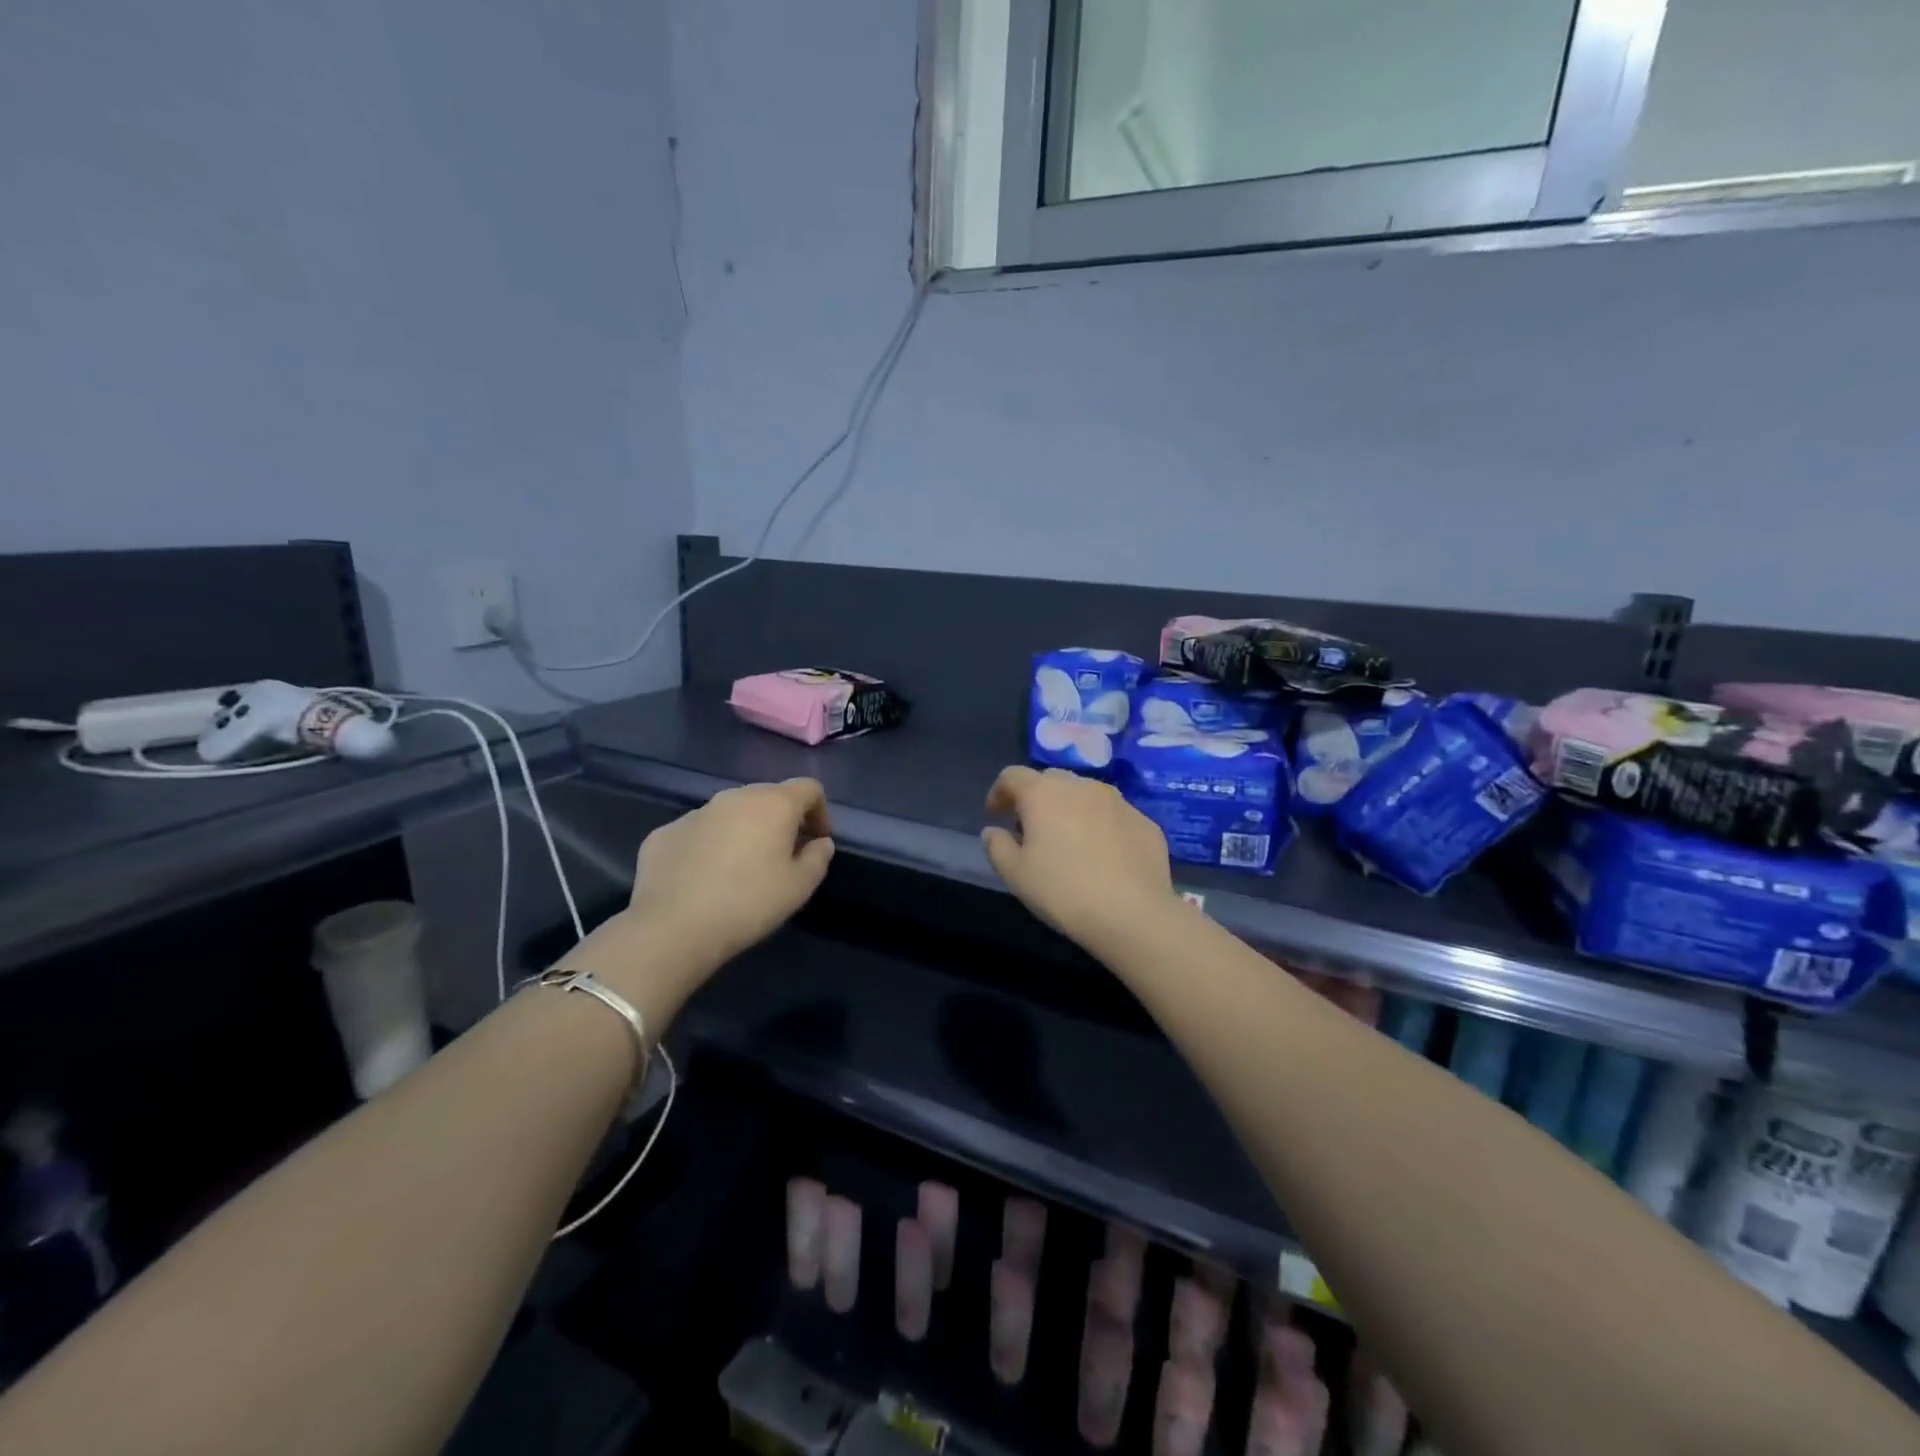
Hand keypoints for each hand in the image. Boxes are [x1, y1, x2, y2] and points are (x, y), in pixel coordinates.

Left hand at [624, 778, 835, 974]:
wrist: (672, 928)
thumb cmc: (748, 904)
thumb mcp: (800, 887)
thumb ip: (818, 858)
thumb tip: (820, 843)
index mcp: (773, 804)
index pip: (808, 788)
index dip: (820, 811)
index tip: (817, 841)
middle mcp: (734, 797)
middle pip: (768, 796)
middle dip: (781, 819)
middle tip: (783, 854)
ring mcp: (695, 813)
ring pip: (730, 812)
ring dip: (744, 830)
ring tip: (742, 868)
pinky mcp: (664, 833)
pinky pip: (698, 832)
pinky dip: (709, 846)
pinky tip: (704, 878)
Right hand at [981, 766, 1172, 952]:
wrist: (1133, 914)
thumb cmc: (1063, 891)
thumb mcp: (1015, 874)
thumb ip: (997, 846)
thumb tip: (993, 831)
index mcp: (1044, 793)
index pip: (1012, 775)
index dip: (999, 792)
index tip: (995, 815)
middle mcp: (1082, 786)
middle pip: (1051, 780)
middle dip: (1036, 799)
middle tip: (1031, 830)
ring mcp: (1118, 801)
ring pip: (1085, 795)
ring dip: (1071, 810)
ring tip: (1069, 842)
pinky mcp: (1145, 821)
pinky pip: (1113, 816)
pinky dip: (1101, 827)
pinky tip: (1103, 857)